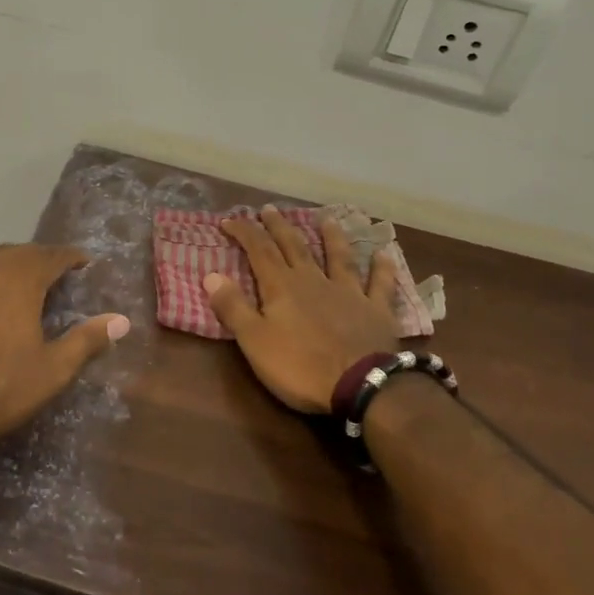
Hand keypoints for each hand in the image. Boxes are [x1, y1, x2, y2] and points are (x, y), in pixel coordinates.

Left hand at [0, 244, 129, 441]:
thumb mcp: (50, 370)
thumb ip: (87, 341)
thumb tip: (122, 320)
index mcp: (21, 277)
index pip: (55, 254)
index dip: (73, 258)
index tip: (85, 265)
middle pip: (22, 253)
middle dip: (42, 261)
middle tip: (56, 278)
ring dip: (10, 271)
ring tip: (21, 291)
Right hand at [203, 205, 402, 413]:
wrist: (361, 385)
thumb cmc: (300, 366)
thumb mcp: (254, 341)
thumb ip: (233, 307)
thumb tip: (210, 274)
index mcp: (282, 287)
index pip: (259, 250)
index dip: (243, 232)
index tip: (229, 220)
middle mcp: (314, 280)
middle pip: (294, 246)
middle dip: (279, 227)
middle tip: (270, 209)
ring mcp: (349, 292)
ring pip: (338, 257)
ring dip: (331, 237)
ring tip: (326, 219)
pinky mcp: (376, 310)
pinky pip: (380, 284)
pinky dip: (382, 268)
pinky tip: (383, 254)